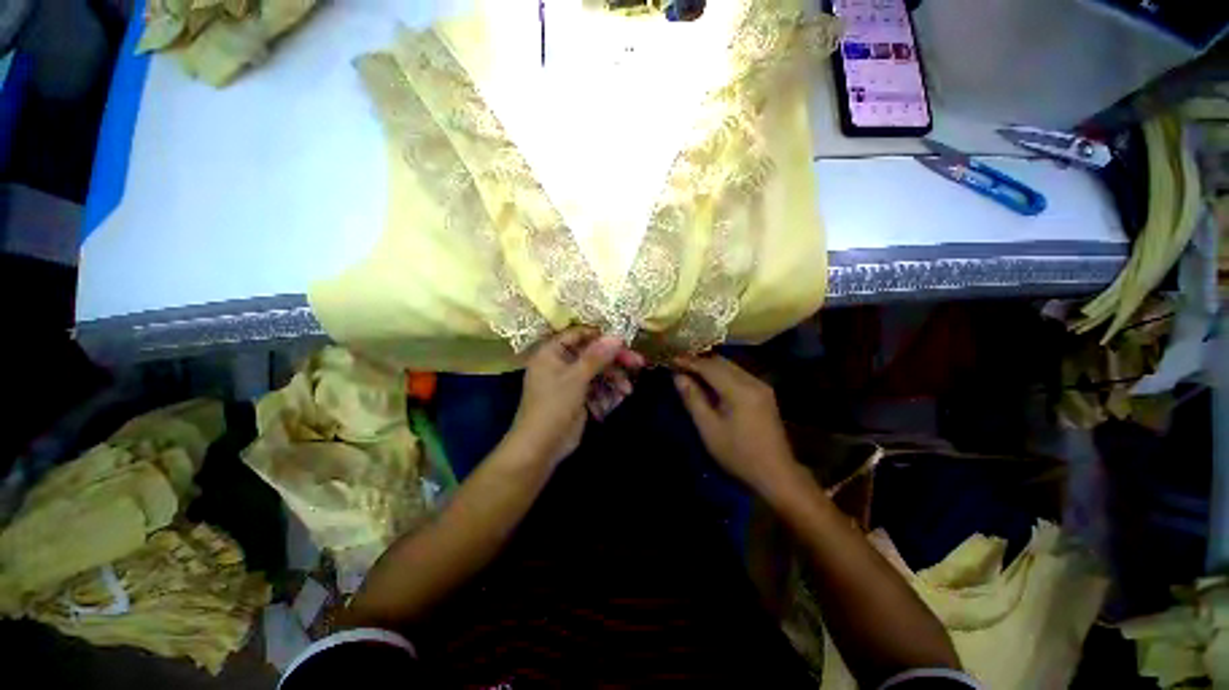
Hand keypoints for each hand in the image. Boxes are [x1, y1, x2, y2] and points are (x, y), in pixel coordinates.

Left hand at [508, 327, 644, 466]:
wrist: (541, 447)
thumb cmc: (554, 406)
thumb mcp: (576, 378)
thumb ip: (597, 356)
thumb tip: (617, 336)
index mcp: (551, 353)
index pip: (578, 335)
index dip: (600, 336)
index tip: (623, 340)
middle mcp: (560, 363)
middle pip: (592, 355)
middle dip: (614, 361)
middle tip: (637, 363)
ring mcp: (569, 382)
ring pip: (597, 373)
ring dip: (614, 380)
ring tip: (627, 390)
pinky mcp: (577, 397)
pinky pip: (596, 388)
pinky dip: (607, 393)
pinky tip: (618, 399)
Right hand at [673, 355, 799, 493]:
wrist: (776, 474)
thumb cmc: (738, 454)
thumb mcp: (709, 429)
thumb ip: (693, 399)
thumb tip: (678, 376)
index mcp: (739, 390)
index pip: (710, 366)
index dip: (689, 361)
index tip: (671, 358)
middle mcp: (753, 381)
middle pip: (722, 362)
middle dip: (699, 360)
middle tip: (678, 364)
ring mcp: (761, 386)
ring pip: (730, 366)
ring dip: (710, 366)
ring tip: (690, 370)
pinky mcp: (764, 393)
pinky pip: (738, 374)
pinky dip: (721, 373)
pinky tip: (709, 381)